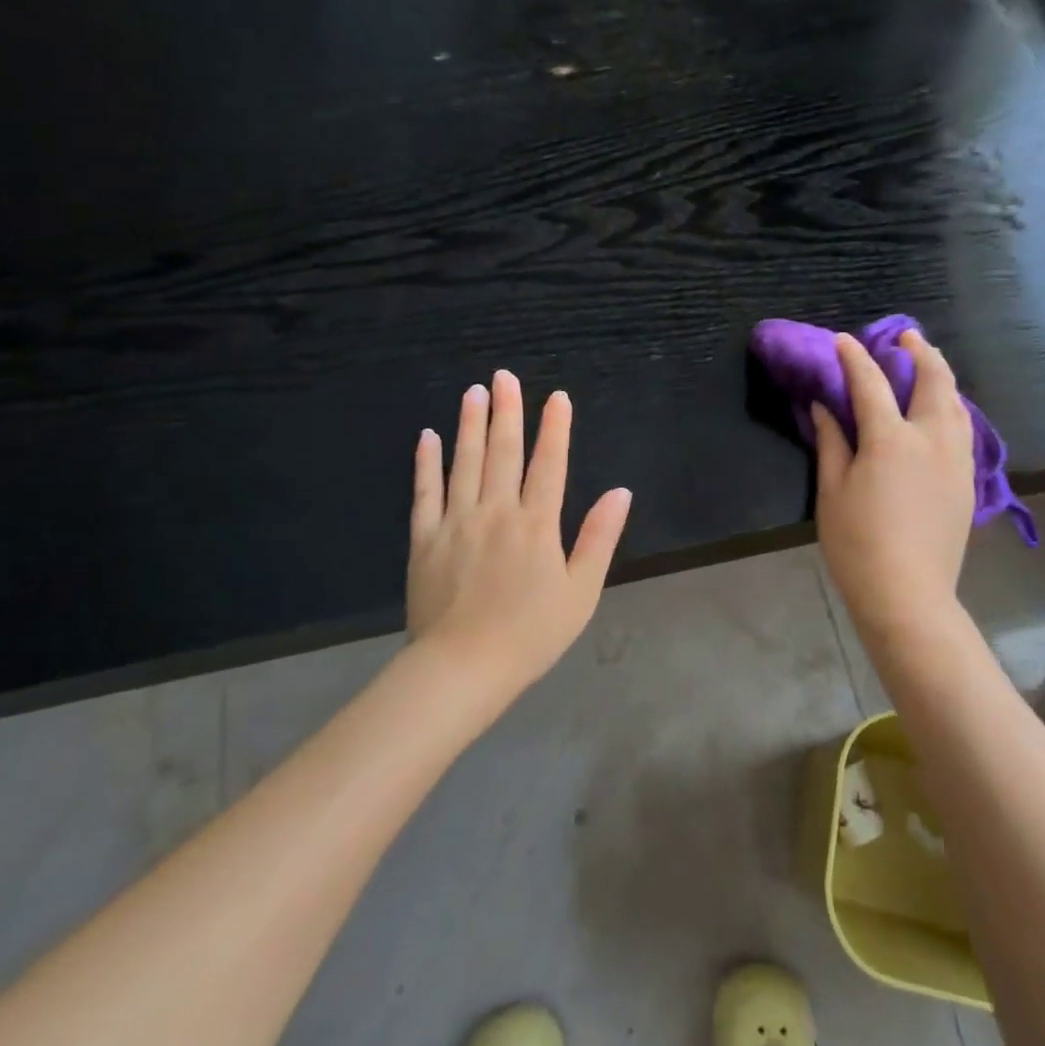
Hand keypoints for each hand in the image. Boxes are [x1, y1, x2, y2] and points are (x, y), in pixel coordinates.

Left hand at [408, 370, 632, 694]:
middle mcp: (496, 512)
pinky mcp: (424, 539)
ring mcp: (455, 522)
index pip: (549, 464)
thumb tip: (620, 492)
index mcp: (536, 525)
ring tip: (473, 392)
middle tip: (504, 376)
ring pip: (464, 462)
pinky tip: (428, 437)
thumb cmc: (530, 635)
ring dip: (470, 425)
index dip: (555, 429)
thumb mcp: (580, 592)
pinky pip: (425, 492)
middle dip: (507, 411)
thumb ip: (599, 539)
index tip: (557, 397)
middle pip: (503, 452)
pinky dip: (426, 463)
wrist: (462, 669)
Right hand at [814, 329, 974, 634]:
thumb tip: (823, 407)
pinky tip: (943, 410)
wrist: (909, 595)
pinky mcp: (967, 481)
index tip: (844, 340)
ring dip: (942, 375)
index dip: (855, 358)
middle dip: (920, 352)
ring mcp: (956, 460)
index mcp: (891, 440)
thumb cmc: (858, 544)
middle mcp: (931, 439)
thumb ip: (831, 442)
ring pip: (957, 403)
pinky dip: (952, 406)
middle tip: (906, 337)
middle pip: (934, 381)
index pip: (871, 384)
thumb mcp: (832, 491)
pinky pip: (964, 428)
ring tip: (928, 364)